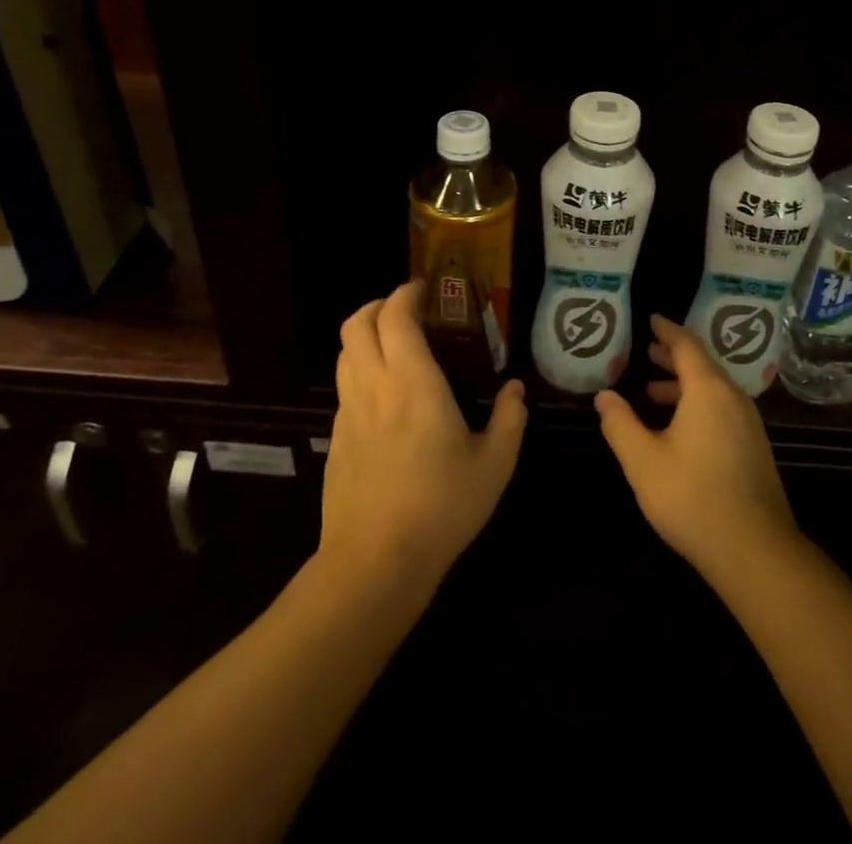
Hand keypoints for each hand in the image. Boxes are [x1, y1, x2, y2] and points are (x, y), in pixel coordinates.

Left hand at [322, 282, 526, 586]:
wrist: (374, 563)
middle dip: (378, 305)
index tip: (423, 288)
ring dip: (365, 336)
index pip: (395, 317)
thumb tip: (515, 390)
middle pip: (356, 325)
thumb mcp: (494, 465)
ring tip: (393, 345)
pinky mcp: (336, 441)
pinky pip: (344, 388)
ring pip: (344, 354)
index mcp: (414, 382)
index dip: (405, 294)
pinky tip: (384, 397)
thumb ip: (510, 420)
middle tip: (405, 309)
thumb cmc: (441, 507)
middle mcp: (375, 386)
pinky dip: (360, 372)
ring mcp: (349, 414)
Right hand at [594, 314, 798, 582]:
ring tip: (653, 392)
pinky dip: (698, 404)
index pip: (686, 345)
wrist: (755, 549)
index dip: (667, 331)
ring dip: (684, 384)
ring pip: (713, 389)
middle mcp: (733, 397)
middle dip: (673, 356)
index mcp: (708, 390)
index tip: (651, 319)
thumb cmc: (692, 497)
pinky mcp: (754, 447)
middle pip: (702, 364)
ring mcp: (748, 423)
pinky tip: (680, 428)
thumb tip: (603, 396)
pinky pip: (723, 408)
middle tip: (647, 351)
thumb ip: (620, 424)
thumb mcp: (643, 461)